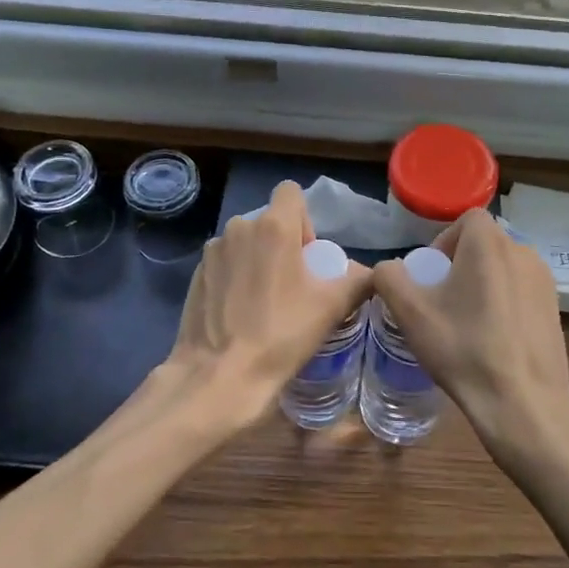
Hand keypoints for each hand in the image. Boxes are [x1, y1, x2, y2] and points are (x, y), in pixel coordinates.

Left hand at [162, 180, 370, 429]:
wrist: (219, 375)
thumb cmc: (280, 334)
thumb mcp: (331, 308)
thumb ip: (358, 281)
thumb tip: (373, 274)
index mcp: (274, 226)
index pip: (291, 192)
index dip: (304, 219)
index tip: (307, 255)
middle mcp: (239, 228)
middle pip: (268, 221)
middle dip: (281, 244)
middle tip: (291, 285)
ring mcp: (213, 251)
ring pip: (244, 242)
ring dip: (256, 260)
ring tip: (263, 301)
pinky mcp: (195, 274)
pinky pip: (223, 263)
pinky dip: (233, 277)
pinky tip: (238, 312)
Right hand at [370, 210, 568, 454]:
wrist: (523, 402)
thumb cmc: (464, 348)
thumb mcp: (410, 313)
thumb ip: (389, 278)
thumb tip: (388, 269)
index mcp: (490, 243)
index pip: (466, 220)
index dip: (445, 242)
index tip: (433, 278)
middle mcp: (523, 251)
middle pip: (484, 245)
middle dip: (461, 266)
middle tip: (445, 303)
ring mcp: (545, 280)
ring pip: (504, 269)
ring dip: (484, 285)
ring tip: (468, 323)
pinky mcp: (556, 308)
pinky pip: (521, 292)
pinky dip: (505, 304)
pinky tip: (495, 339)